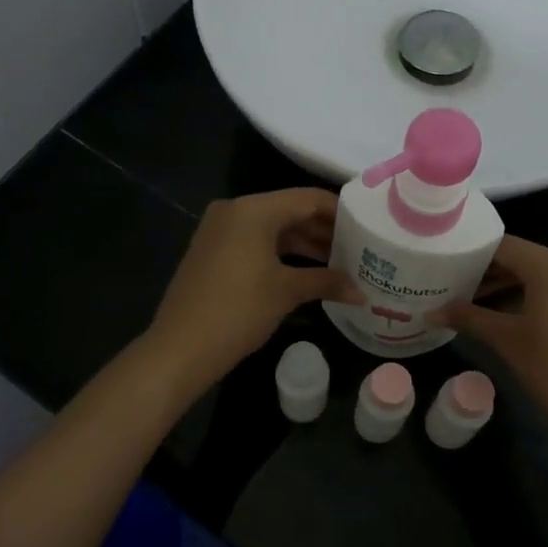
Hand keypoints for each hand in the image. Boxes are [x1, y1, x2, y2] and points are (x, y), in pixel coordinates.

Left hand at [145, 188, 357, 388]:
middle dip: (323, 231)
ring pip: (272, 229)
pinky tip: (307, 272)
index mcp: (253, 209)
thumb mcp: (287, 292)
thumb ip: (327, 281)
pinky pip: (255, 243)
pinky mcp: (213, 252)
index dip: (339, 211)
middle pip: (290, 211)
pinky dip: (281, 254)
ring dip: (304, 244)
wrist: (181, 348)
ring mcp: (220, 231)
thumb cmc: (239, 310)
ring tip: (339, 263)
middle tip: (358, 248)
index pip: (307, 199)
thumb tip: (361, 292)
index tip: (367, 226)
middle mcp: (235, 210)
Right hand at [435, 236, 547, 451]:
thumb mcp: (507, 341)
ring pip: (536, 274)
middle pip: (519, 257)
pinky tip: (498, 313)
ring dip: (504, 285)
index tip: (442, 262)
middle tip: (447, 281)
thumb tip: (431, 312)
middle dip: (485, 270)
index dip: (470, 253)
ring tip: (465, 299)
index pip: (502, 245)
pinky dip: (526, 295)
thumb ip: (469, 318)